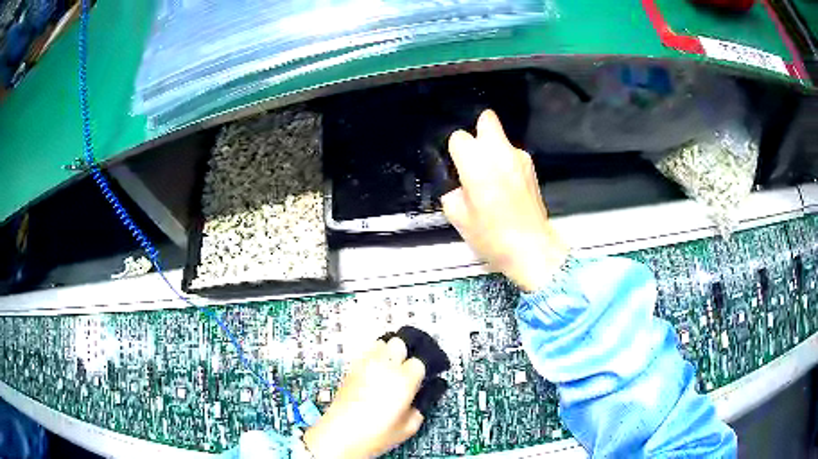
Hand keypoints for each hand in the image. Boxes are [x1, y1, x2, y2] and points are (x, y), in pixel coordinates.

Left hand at [303, 337, 425, 457]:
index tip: (421, 379)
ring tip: (389, 367)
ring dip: (388, 351)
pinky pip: (366, 353)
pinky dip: (373, 357)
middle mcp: (384, 367)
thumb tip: (421, 397)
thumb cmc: (374, 435)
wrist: (340, 435)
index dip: (421, 371)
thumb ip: (420, 408)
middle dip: (405, 354)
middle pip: (400, 342)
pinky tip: (374, 373)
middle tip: (406, 369)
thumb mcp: (409, 428)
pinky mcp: (351, 368)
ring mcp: (365, 365)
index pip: (419, 362)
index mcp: (403, 380)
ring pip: (381, 342)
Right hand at [442, 109, 568, 291]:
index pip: (459, 137)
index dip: (456, 152)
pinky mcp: (532, 168)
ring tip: (492, 179)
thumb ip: (453, 192)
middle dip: (478, 132)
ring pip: (502, 138)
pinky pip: (513, 155)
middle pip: (486, 119)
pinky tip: (507, 187)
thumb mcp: (458, 217)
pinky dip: (506, 163)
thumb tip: (460, 185)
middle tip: (474, 158)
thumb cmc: (491, 236)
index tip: (458, 169)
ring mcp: (520, 157)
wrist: (532, 248)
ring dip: (493, 150)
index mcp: (476, 162)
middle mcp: (499, 151)